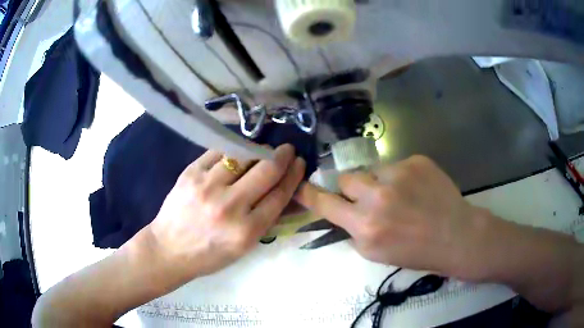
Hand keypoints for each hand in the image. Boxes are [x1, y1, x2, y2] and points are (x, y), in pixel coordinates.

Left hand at [149, 144, 304, 277]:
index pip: (279, 195)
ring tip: (263, 150)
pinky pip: (219, 152)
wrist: (169, 249)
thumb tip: (288, 192)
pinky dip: (233, 150)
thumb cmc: (209, 254)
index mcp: (246, 231)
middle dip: (283, 156)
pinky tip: (237, 151)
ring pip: (243, 156)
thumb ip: (267, 220)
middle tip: (288, 150)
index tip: (300, 163)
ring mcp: (207, 186)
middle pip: (266, 171)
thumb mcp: (244, 247)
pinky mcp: (191, 173)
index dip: (294, 176)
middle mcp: (229, 206)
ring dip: (258, 150)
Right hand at [296, 155, 491, 279]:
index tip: (300, 186)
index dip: (310, 194)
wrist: (456, 235)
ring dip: (377, 182)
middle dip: (353, 189)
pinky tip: (417, 190)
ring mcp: (399, 174)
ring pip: (371, 170)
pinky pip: (395, 165)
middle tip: (370, 199)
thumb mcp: (377, 253)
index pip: (325, 203)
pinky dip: (400, 177)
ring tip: (399, 195)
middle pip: (347, 178)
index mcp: (366, 226)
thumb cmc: (416, 252)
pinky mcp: (416, 161)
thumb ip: (354, 232)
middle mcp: (378, 197)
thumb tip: (340, 213)